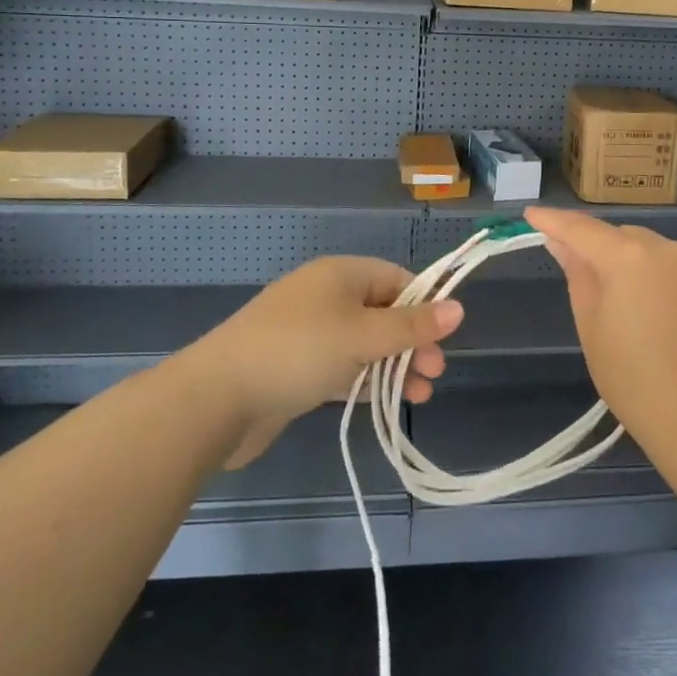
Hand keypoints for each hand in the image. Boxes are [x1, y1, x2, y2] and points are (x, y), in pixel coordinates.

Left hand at [194, 257, 463, 467]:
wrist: (216, 399)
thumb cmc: (298, 352)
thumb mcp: (363, 336)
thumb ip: (412, 326)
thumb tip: (459, 307)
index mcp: (341, 274)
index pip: (397, 279)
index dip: (425, 305)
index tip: (444, 338)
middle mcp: (326, 296)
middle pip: (383, 312)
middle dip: (412, 341)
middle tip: (434, 373)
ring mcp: (309, 333)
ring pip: (365, 343)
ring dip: (394, 365)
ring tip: (420, 394)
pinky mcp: (296, 367)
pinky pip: (343, 366)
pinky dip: (366, 379)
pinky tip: (385, 401)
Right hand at [524, 208, 676, 453]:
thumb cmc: (635, 381)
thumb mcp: (592, 328)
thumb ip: (577, 276)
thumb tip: (562, 245)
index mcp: (630, 257)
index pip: (582, 228)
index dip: (553, 220)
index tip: (529, 215)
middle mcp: (664, 248)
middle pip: (616, 234)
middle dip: (590, 243)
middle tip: (566, 262)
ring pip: (643, 247)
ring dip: (620, 257)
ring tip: (604, 289)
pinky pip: (665, 263)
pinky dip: (644, 271)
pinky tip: (637, 301)